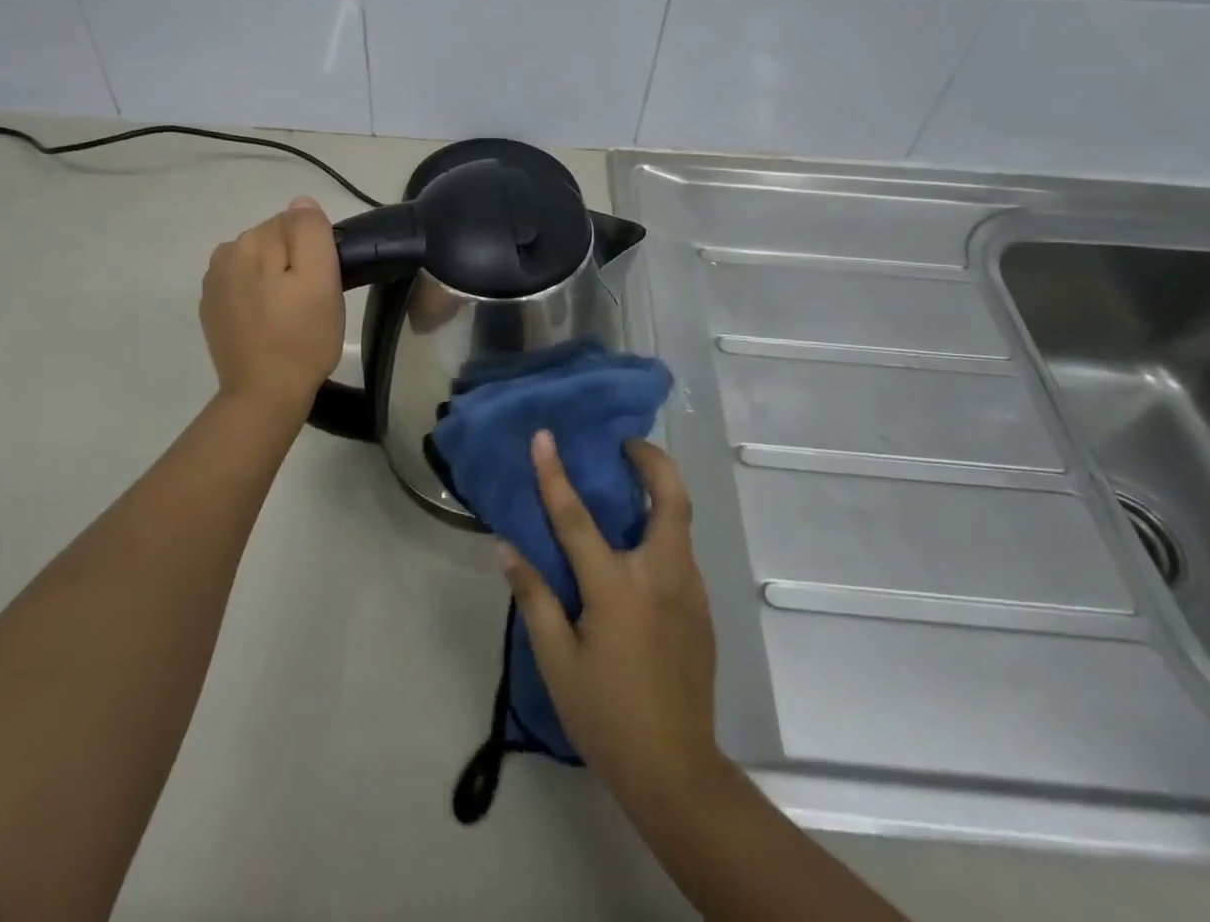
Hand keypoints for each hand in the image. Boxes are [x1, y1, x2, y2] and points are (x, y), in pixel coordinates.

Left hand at [200, 197, 343, 418]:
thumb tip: (301, 203)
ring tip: (292, 316)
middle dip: (295, 263)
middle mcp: (224, 254)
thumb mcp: (321, 280)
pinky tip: (269, 324)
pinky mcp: (212, 309)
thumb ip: (311, 232)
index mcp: (250, 242)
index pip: (295, 223)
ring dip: (277, 279)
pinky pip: (245, 286)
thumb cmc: (301, 338)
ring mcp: (213, 284)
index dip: (316, 251)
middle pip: (275, 241)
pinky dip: (260, 297)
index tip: (323, 284)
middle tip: (312, 302)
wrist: (263, 396)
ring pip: (260, 263)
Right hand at [500, 432, 725, 802]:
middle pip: (670, 498)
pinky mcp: (701, 610)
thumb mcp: (557, 661)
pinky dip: (661, 531)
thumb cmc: (607, 716)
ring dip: (657, 493)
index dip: (555, 474)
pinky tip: (637, 552)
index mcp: (616, 586)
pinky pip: (680, 553)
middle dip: (652, 460)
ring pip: (680, 522)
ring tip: (625, 490)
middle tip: (625, 445)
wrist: (677, 773)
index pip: (577, 517)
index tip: (544, 436)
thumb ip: (534, 597)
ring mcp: (688, 591)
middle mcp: (660, 576)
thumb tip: (508, 548)